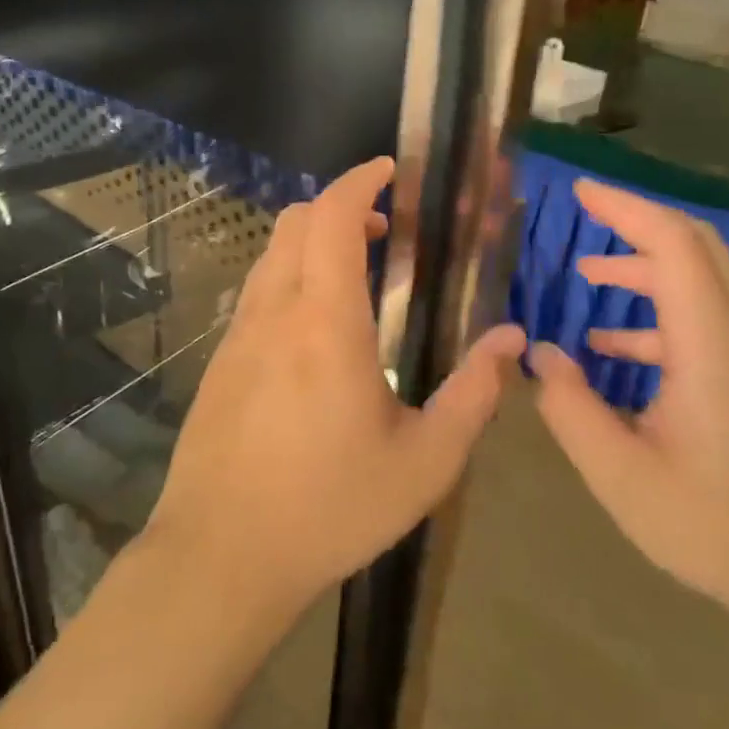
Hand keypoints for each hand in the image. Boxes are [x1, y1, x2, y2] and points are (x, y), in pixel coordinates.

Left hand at [142, 157, 525, 614]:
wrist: (221, 555)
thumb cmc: (330, 508)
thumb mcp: (424, 463)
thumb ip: (473, 396)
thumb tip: (510, 341)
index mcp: (326, 324)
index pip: (332, 218)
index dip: (360, 182)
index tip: (389, 173)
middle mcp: (274, 314)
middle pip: (294, 223)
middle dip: (339, 206)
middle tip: (385, 231)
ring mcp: (237, 337)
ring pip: (270, 256)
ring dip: (310, 242)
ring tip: (354, 273)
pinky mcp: (218, 365)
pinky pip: (255, 295)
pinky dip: (288, 278)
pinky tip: (313, 329)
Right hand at [529, 179, 728, 639]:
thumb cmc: (720, 527)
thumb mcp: (621, 475)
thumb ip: (570, 408)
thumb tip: (542, 355)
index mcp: (711, 346)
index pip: (672, 245)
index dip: (625, 209)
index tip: (581, 192)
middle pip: (697, 249)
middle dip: (637, 225)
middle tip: (586, 215)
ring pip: (704, 285)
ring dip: (646, 271)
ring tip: (589, 277)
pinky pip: (707, 324)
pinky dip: (659, 318)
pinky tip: (615, 352)